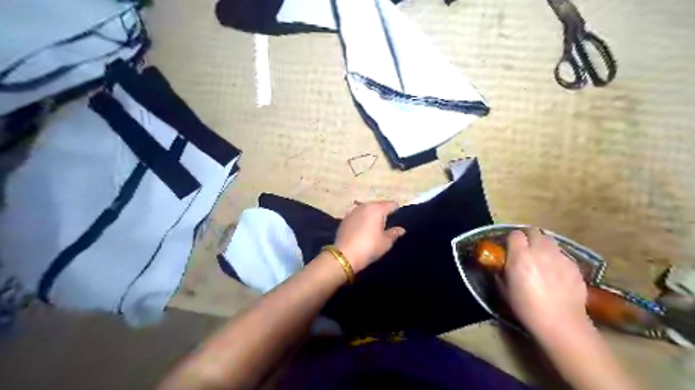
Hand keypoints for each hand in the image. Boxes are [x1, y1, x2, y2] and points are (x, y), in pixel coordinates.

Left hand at [332, 202, 405, 271]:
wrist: (344, 255)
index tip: (400, 215)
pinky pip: (358, 215)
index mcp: (377, 209)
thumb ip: (394, 233)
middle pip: (378, 205)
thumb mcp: (386, 242)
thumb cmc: (369, 247)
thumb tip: (401, 229)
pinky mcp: (345, 218)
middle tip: (389, 220)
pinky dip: (363, 218)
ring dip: (372, 214)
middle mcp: (365, 206)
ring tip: (376, 223)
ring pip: (367, 209)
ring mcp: (353, 211)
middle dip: (383, 210)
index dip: (397, 209)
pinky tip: (364, 227)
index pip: (391, 204)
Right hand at [503, 229, 588, 335]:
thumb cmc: (526, 307)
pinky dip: (557, 259)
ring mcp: (560, 257)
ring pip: (550, 241)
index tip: (510, 248)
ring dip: (543, 246)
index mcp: (520, 255)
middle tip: (526, 250)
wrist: (561, 322)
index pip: (515, 234)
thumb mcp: (505, 290)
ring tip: (542, 260)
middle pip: (534, 232)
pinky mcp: (574, 266)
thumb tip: (501, 266)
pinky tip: (556, 274)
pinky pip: (562, 255)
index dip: (512, 240)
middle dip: (529, 238)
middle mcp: (540, 251)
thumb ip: (502, 272)